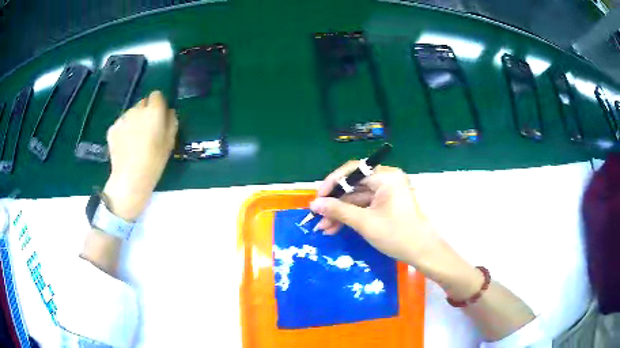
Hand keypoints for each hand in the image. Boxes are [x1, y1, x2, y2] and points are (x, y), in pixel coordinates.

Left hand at [103, 91, 177, 220]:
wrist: (130, 178)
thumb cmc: (154, 161)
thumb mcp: (170, 142)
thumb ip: (171, 122)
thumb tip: (168, 112)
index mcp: (153, 111)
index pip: (157, 95)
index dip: (158, 104)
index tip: (159, 117)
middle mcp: (136, 109)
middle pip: (142, 103)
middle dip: (145, 112)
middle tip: (147, 130)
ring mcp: (122, 118)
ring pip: (131, 113)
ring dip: (134, 121)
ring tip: (135, 140)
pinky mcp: (112, 129)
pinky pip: (121, 124)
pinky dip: (123, 131)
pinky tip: (125, 146)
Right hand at [309, 161, 441, 266]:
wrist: (422, 252)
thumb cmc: (397, 234)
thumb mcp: (365, 223)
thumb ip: (338, 211)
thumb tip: (314, 205)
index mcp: (386, 176)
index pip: (353, 171)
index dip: (332, 183)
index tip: (317, 198)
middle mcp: (386, 180)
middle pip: (354, 186)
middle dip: (334, 203)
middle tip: (317, 216)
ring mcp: (387, 193)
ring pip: (357, 199)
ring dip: (340, 213)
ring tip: (323, 228)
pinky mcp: (386, 205)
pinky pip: (364, 207)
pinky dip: (350, 217)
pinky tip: (335, 228)